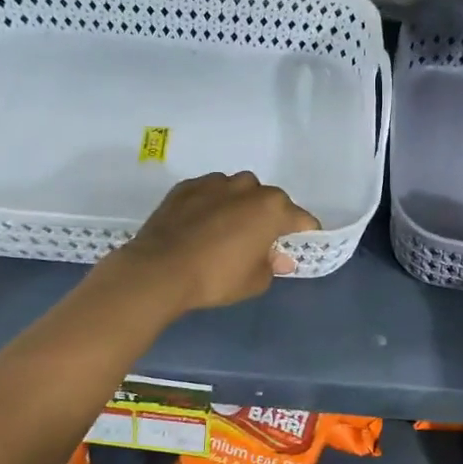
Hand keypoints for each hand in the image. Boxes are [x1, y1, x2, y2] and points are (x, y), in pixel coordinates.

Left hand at [110, 172, 320, 311]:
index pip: (301, 219)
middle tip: (257, 243)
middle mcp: (248, 187)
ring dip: (238, 207)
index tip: (297, 247)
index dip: (303, 234)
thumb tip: (278, 257)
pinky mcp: (186, 186)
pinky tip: (199, 226)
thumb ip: (272, 265)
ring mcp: (215, 182)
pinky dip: (210, 205)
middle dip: (268, 218)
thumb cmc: (216, 277)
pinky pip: (209, 193)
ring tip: (224, 232)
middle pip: (269, 201)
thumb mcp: (255, 281)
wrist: (159, 270)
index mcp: (272, 207)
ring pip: (237, 192)